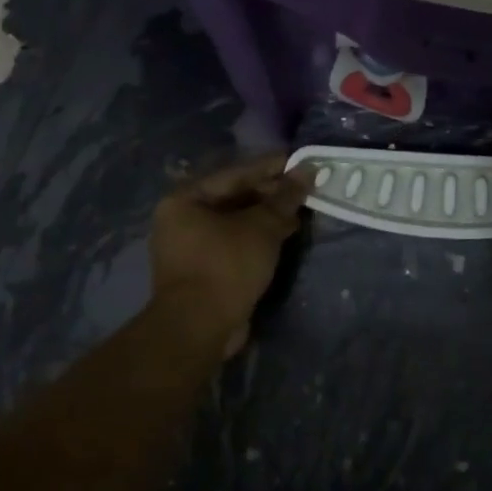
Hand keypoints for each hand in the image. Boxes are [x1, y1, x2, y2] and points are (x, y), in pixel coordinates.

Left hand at [150, 154, 309, 356]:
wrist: (200, 328)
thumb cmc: (226, 265)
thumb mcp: (262, 226)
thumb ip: (285, 196)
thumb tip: (308, 169)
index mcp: (186, 199)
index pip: (236, 173)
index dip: (272, 167)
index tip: (302, 162)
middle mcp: (182, 219)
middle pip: (235, 196)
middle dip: (272, 194)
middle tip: (305, 190)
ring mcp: (191, 246)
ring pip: (237, 221)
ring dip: (268, 216)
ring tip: (300, 212)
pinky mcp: (203, 269)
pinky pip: (235, 242)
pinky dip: (258, 236)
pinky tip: (285, 234)